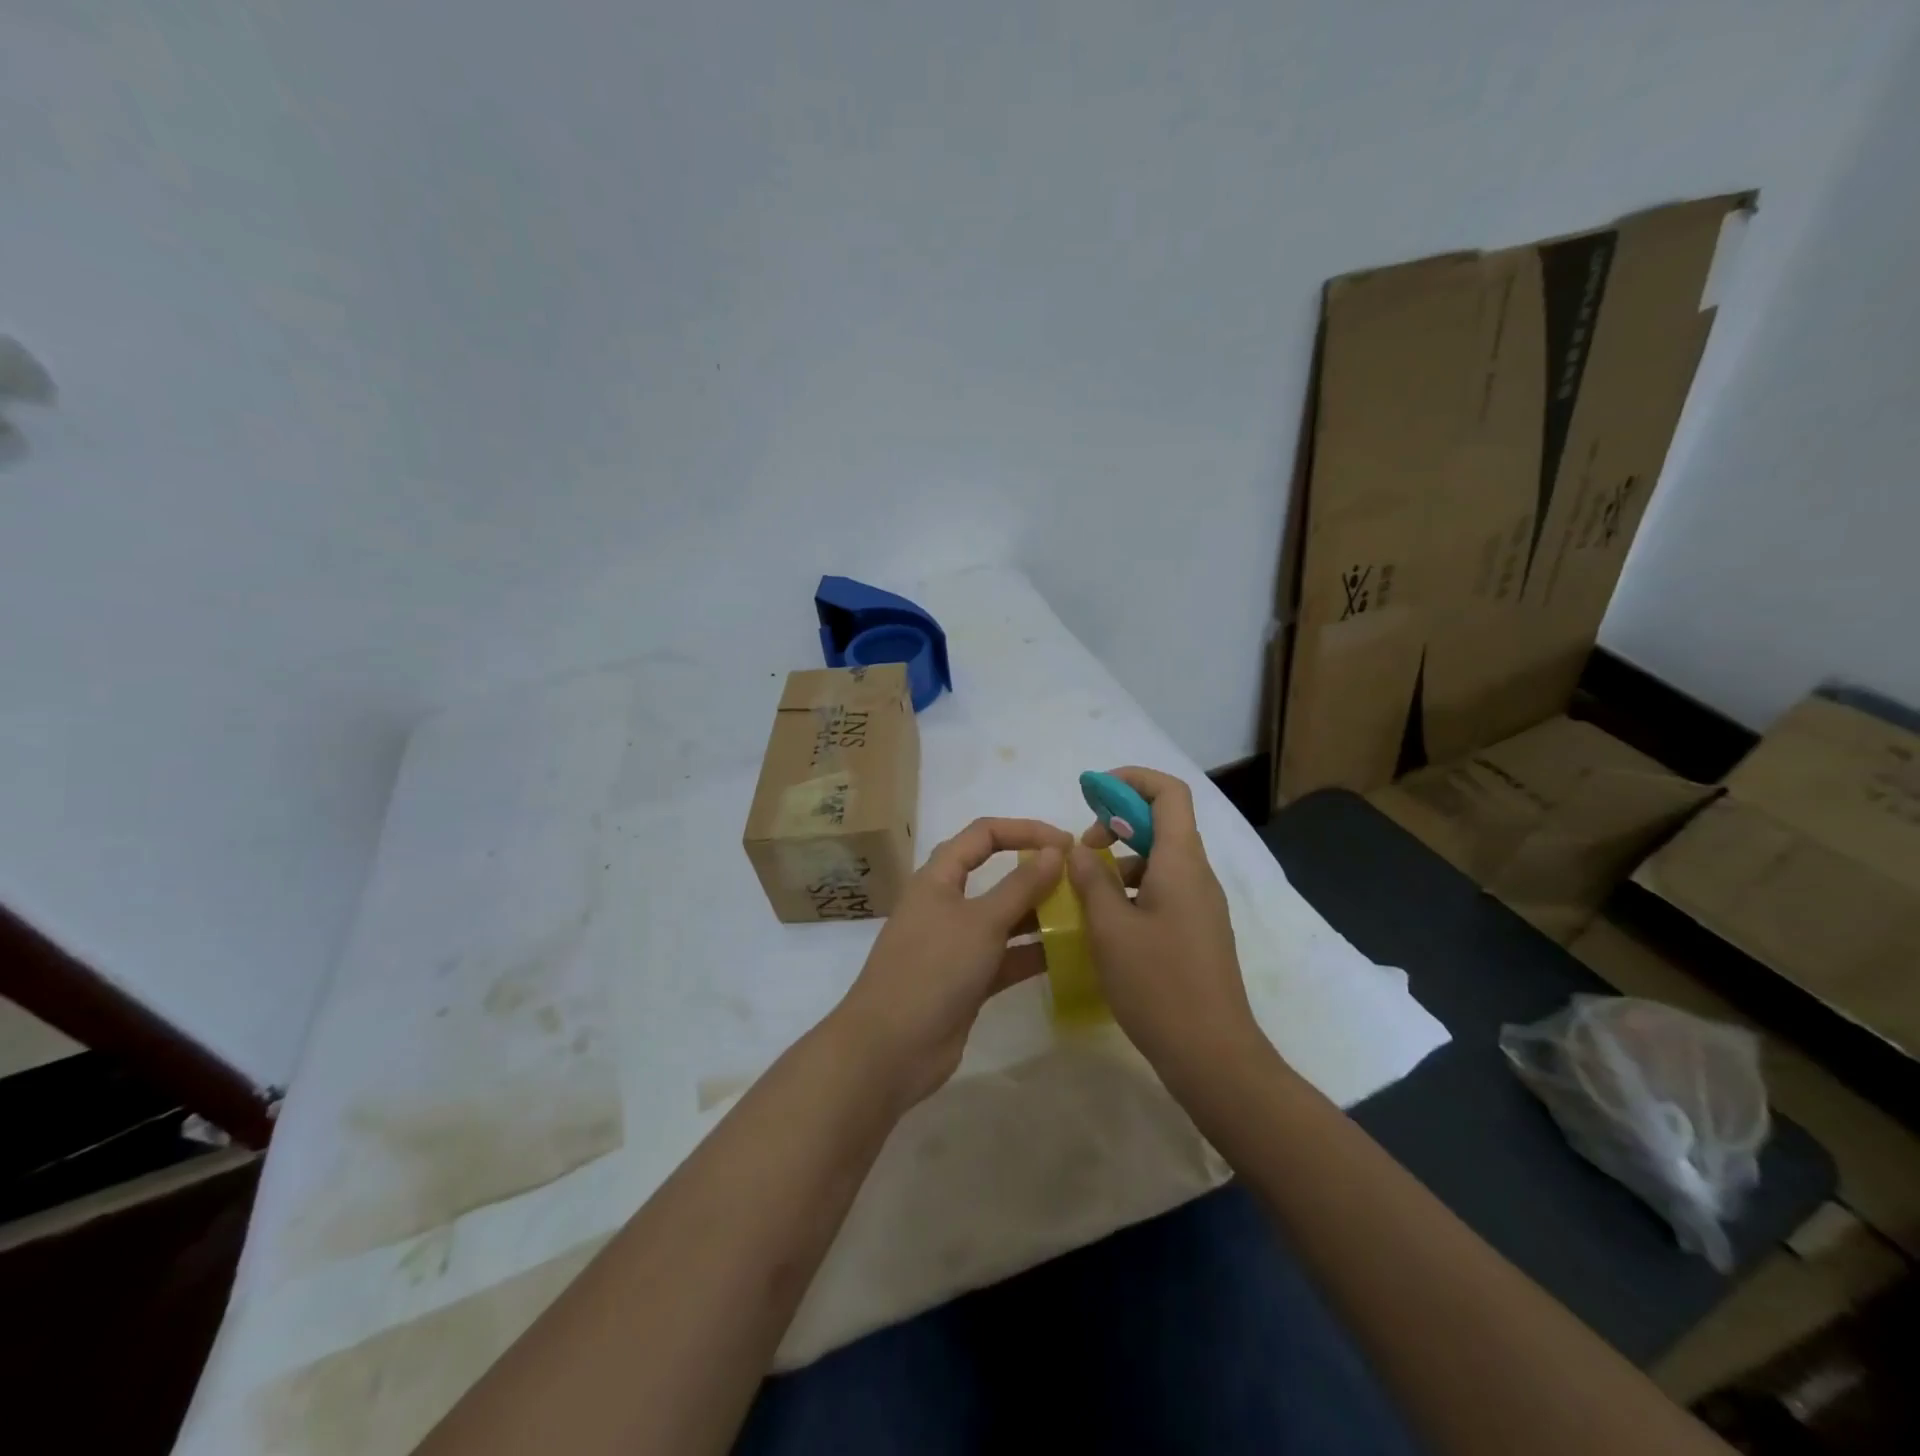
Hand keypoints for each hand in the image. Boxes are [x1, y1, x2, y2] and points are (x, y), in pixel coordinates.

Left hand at [835, 817, 1069, 1107]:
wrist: (891, 1048)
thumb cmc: (934, 969)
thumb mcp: (981, 922)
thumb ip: (1020, 886)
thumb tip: (1054, 851)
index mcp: (939, 877)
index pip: (983, 834)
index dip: (1024, 830)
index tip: (1066, 844)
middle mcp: (946, 904)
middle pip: (995, 874)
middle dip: (1035, 872)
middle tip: (1081, 879)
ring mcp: (956, 944)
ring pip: (1003, 918)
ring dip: (1038, 914)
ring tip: (1083, 915)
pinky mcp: (966, 980)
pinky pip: (1005, 957)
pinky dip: (1031, 953)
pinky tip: (1068, 954)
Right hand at [1068, 767, 1263, 1077]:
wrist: (1213, 1056)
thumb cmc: (1158, 985)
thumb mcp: (1110, 928)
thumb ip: (1091, 880)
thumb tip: (1078, 849)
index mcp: (1181, 862)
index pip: (1168, 792)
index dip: (1130, 780)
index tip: (1090, 793)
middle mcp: (1197, 875)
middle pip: (1162, 821)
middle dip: (1117, 821)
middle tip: (1080, 849)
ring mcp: (1200, 905)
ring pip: (1159, 859)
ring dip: (1121, 859)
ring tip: (1084, 889)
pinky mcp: (1196, 931)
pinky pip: (1163, 889)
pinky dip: (1131, 888)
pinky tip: (1105, 921)